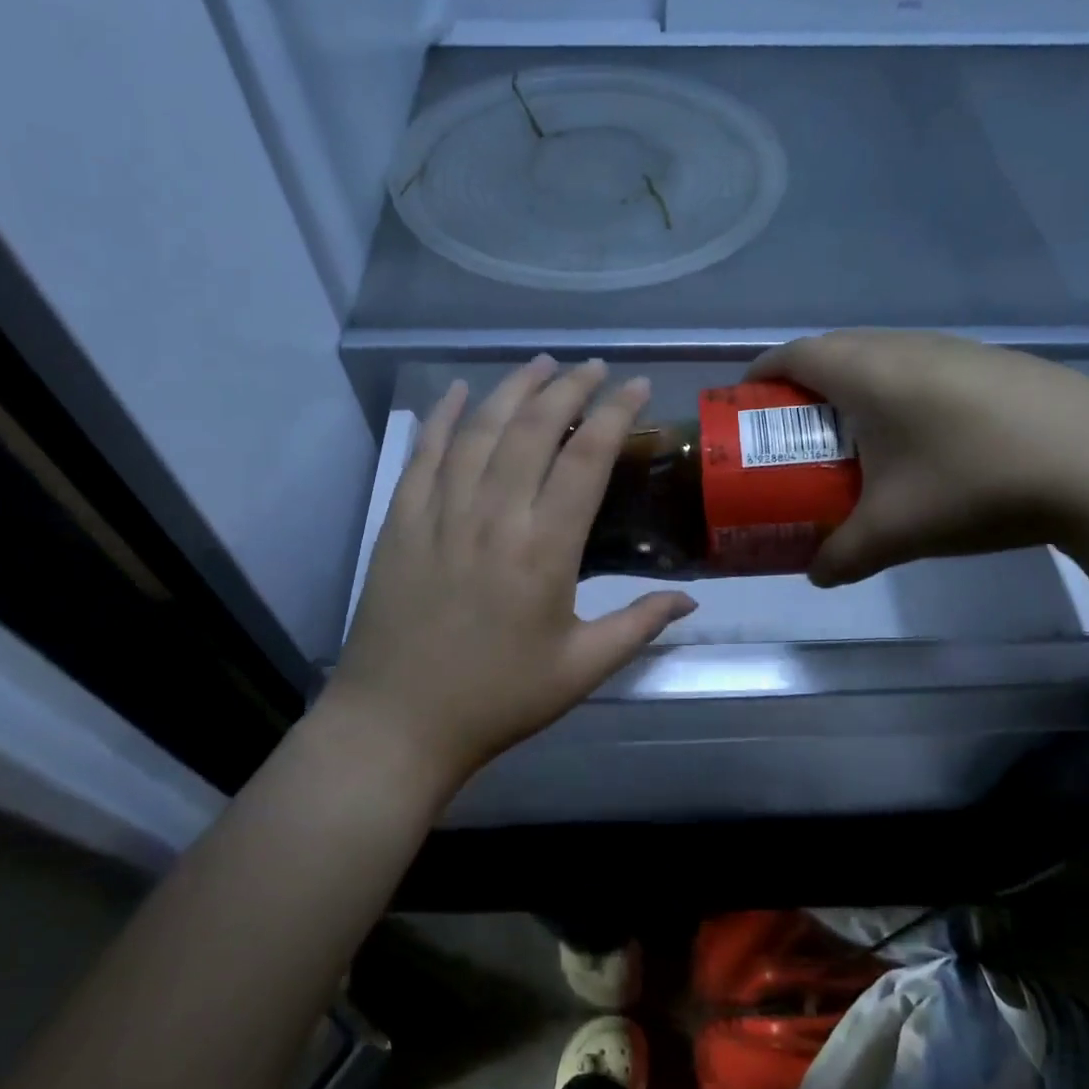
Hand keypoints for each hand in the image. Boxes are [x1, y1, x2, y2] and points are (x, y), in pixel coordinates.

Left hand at [322, 358, 696, 793]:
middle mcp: (493, 517)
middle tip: (591, 367)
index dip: (615, 413)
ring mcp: (440, 514)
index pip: (587, 459)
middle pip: (533, 428)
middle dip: (568, 388)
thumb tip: (689, 600)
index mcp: (544, 550)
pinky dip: (442, 417)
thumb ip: (637, 627)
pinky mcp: (401, 522)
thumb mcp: (580, 670)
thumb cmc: (497, 699)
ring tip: (540, 364)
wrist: (398, 723)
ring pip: (480, 430)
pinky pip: (423, 454)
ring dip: (512, 389)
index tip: (636, 387)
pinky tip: (456, 392)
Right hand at [748, 330, 1088, 585]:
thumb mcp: (896, 532)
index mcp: (867, 371)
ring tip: (850, 441)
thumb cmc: (976, 484)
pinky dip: (895, 394)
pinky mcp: (993, 364)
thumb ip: (842, 556)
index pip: (792, 354)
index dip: (759, 376)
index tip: (744, 407)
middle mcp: (904, 346)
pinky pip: (919, 368)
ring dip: (851, 390)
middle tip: (791, 435)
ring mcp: (954, 349)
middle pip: (832, 351)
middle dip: (800, 388)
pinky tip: (918, 442)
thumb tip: (816, 576)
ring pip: (879, 357)